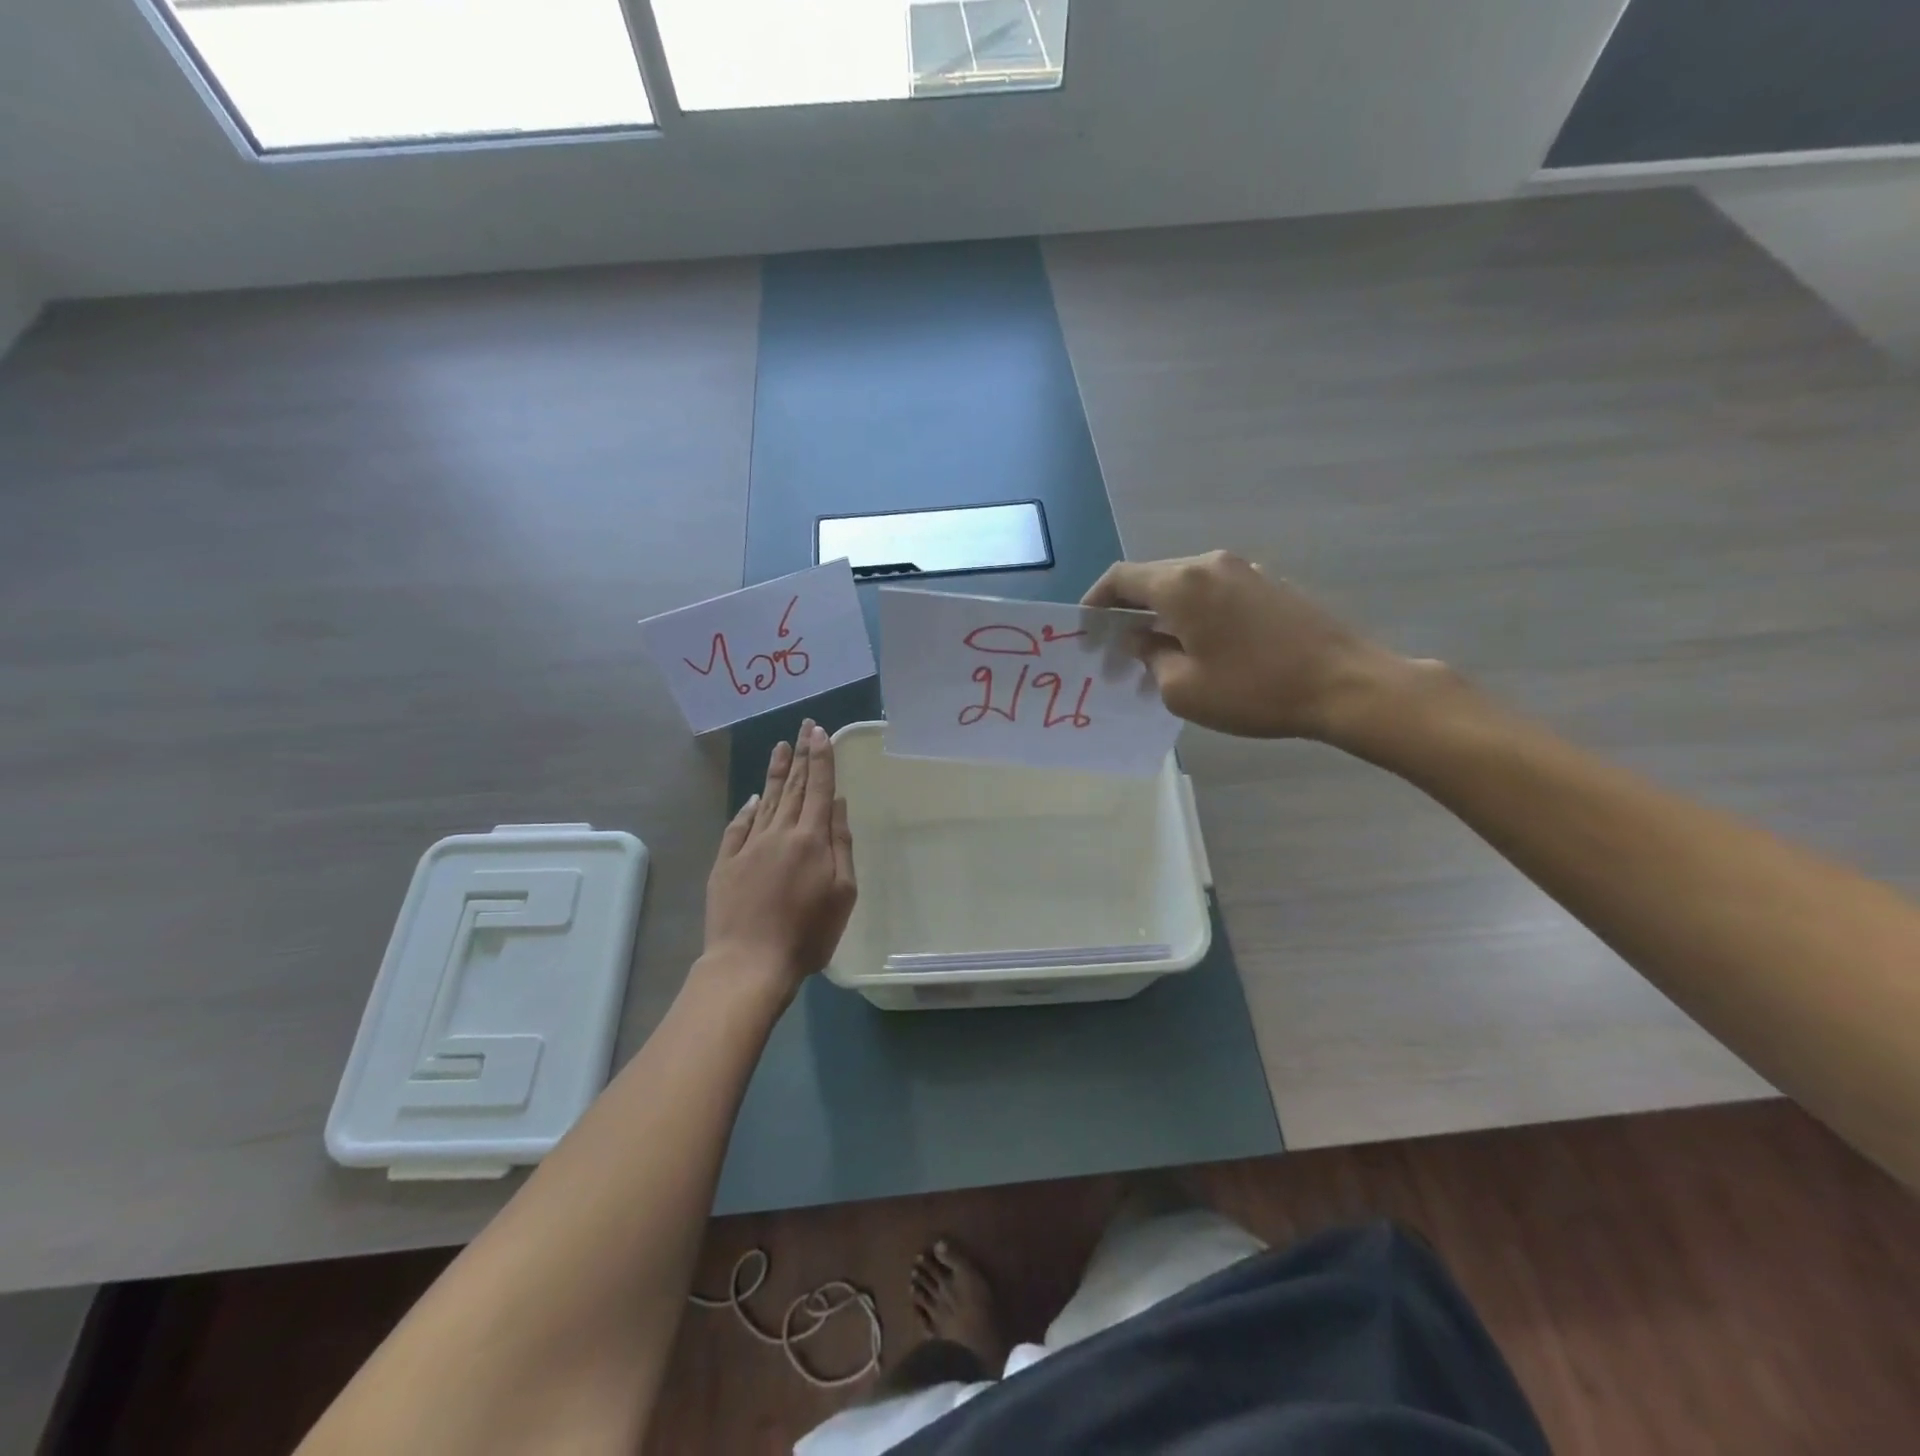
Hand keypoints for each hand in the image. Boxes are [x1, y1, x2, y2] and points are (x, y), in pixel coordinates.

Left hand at [703, 720, 857, 992]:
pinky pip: (737, 826)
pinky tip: (753, 796)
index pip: (818, 788)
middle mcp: (779, 833)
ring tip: (780, 747)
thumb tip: (837, 804)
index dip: (821, 758)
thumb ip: (841, 844)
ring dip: (775, 772)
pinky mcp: (725, 863)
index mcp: (811, 839)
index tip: (820, 732)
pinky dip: (747, 808)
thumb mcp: (843, 893)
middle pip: (793, 787)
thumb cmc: (808, 934)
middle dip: (801, 755)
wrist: (749, 962)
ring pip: (766, 800)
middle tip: (803, 727)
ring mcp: (748, 846)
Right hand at [1082, 550, 1401, 740]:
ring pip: (1185, 585)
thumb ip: (1150, 657)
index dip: (1095, 602)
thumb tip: (1141, 639)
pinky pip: (1215, 591)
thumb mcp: (1183, 689)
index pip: (1120, 578)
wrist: (1345, 684)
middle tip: (1119, 650)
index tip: (1087, 631)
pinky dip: (1194, 612)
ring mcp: (1245, 570)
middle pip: (1153, 578)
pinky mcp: (1270, 583)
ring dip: (1163, 613)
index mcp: (1182, 583)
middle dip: (1129, 611)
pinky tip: (1201, 646)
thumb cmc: (1254, 690)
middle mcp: (1211, 564)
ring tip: (1158, 652)